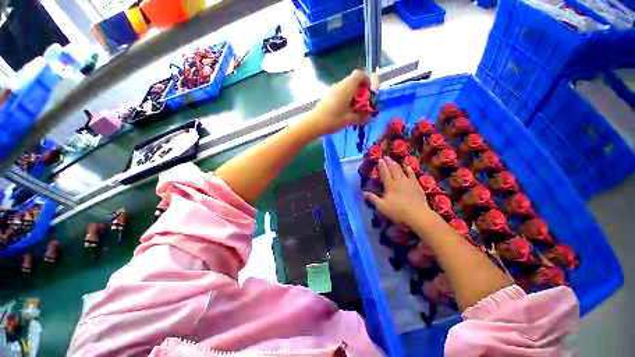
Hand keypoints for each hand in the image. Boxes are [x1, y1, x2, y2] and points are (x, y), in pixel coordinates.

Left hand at [308, 70, 375, 135]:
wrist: (314, 123)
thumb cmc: (333, 119)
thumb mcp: (349, 119)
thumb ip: (361, 118)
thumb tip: (369, 118)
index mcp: (347, 87)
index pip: (359, 74)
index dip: (367, 80)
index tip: (370, 92)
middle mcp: (340, 85)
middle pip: (353, 82)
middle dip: (361, 92)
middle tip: (363, 105)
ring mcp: (332, 90)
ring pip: (347, 88)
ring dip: (353, 96)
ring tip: (355, 110)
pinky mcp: (328, 96)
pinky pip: (340, 93)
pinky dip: (346, 99)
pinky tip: (345, 111)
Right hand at [364, 157, 433, 227]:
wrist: (418, 216)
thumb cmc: (398, 212)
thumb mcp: (382, 207)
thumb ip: (373, 199)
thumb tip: (364, 193)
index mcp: (390, 185)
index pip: (385, 173)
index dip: (382, 166)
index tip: (380, 159)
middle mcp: (399, 181)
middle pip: (393, 170)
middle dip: (389, 163)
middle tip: (386, 156)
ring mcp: (409, 183)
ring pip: (402, 171)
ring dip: (397, 165)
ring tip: (394, 160)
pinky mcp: (417, 186)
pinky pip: (412, 175)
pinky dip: (410, 171)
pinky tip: (409, 167)